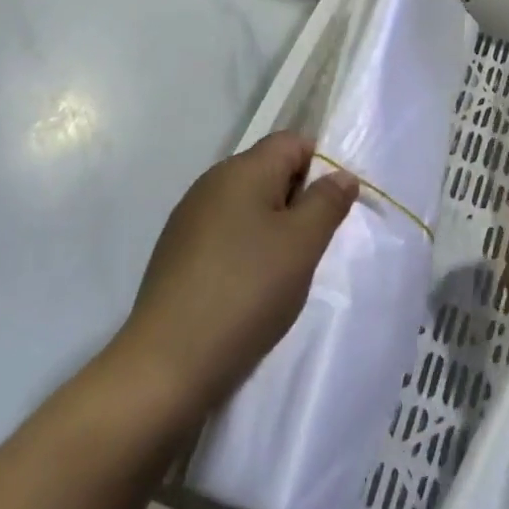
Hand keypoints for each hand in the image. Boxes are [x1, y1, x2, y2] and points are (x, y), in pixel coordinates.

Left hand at [113, 132, 358, 418]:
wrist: (166, 366)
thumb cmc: (246, 292)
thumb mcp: (303, 245)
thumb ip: (327, 202)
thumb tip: (341, 174)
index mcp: (242, 169)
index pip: (292, 141)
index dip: (319, 166)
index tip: (329, 211)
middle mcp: (211, 183)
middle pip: (269, 170)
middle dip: (297, 201)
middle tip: (309, 247)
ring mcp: (189, 219)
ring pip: (248, 205)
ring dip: (272, 228)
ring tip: (281, 274)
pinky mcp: (176, 253)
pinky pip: (225, 233)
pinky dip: (244, 250)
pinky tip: (247, 290)